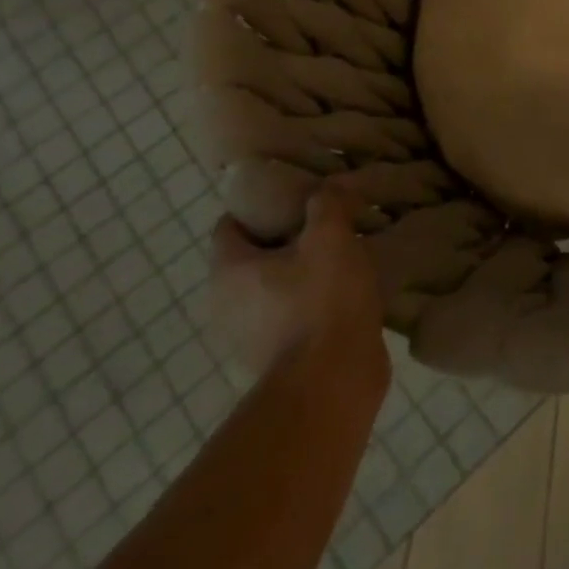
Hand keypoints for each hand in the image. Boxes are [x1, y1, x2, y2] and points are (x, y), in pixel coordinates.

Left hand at [210, 183, 387, 379]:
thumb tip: (327, 189)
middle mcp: (225, 304)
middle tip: (325, 221)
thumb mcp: (331, 237)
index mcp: (229, 271)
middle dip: (285, 237)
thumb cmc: (322, 300)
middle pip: (252, 256)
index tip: (295, 192)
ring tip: (340, 255)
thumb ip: (326, 204)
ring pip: (272, 286)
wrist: (333, 379)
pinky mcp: (275, 357)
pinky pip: (289, 313)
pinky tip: (344, 291)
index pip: (230, 224)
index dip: (260, 203)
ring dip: (300, 271)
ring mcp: (248, 336)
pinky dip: (310, 300)